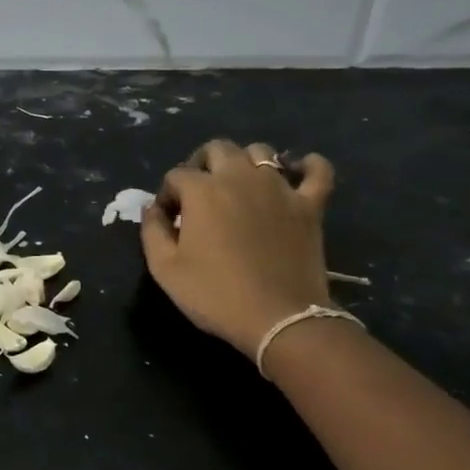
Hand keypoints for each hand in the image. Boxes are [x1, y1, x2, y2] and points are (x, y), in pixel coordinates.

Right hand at [141, 139, 336, 356]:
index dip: (167, 195)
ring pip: (261, 152)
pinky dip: (306, 166)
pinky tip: (297, 171)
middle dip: (201, 165)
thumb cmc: (214, 294)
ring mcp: (280, 188)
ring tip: (237, 188)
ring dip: (244, 163)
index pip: (176, 175)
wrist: (278, 319)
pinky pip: (317, 170)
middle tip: (198, 196)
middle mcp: (240, 177)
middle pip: (217, 149)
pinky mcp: (310, 205)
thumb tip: (153, 209)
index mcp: (202, 190)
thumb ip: (152, 230)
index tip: (167, 221)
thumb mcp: (164, 269)